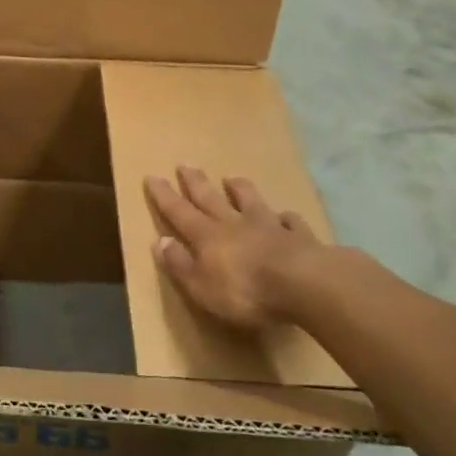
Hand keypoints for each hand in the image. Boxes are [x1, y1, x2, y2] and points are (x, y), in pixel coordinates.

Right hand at [145, 167, 330, 330]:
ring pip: (250, 202)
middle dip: (195, 182)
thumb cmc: (245, 291)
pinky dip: (285, 217)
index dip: (164, 196)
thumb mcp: (201, 286)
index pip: (179, 212)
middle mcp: (234, 224)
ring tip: (231, 177)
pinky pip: (290, 222)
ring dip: (239, 189)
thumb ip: (180, 264)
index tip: (152, 176)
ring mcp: (268, 227)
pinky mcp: (299, 236)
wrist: (304, 285)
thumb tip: (159, 241)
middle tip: (185, 164)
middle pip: (210, 199)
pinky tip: (286, 216)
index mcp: (207, 237)